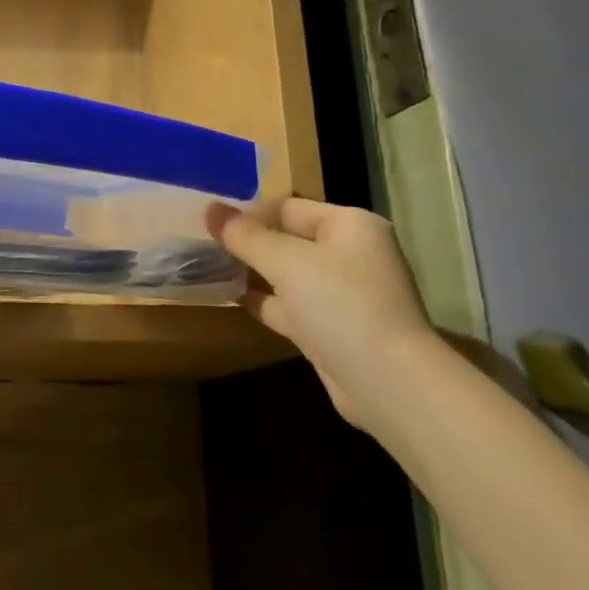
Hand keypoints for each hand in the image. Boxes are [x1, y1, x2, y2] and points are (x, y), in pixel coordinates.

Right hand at [206, 198, 436, 431]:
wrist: (387, 382)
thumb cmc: (341, 305)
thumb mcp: (287, 262)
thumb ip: (245, 236)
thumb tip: (209, 208)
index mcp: (349, 225)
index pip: (288, 207)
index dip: (248, 213)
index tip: (208, 224)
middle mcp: (349, 254)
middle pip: (287, 239)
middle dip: (247, 243)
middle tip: (201, 245)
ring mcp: (341, 293)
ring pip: (286, 274)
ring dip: (251, 272)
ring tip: (206, 268)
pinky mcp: (330, 327)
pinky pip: (289, 304)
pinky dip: (263, 300)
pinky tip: (229, 298)